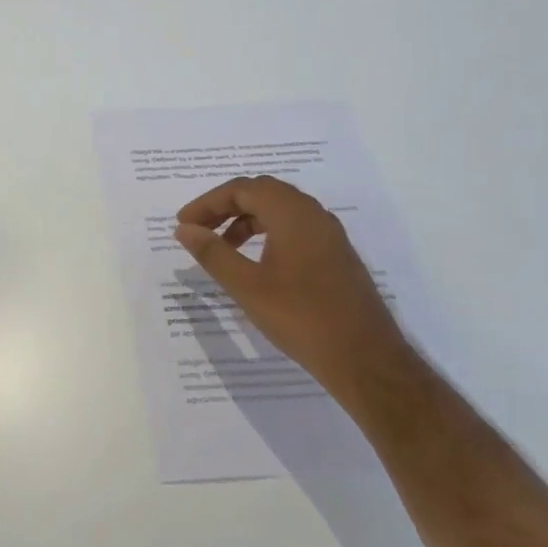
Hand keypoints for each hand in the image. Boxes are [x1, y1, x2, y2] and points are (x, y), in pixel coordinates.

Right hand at [175, 176, 413, 399]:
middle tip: (199, 230)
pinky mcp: (336, 255)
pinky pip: (295, 228)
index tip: (184, 225)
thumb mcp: (246, 286)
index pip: (243, 189)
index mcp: (293, 214)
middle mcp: (314, 215)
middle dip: (226, 207)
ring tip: (222, 248)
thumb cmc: (300, 318)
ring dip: (246, 221)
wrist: (363, 357)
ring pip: (280, 211)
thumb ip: (213, 253)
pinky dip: (267, 234)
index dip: (208, 203)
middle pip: (262, 193)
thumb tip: (184, 229)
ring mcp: (329, 235)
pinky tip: (255, 263)